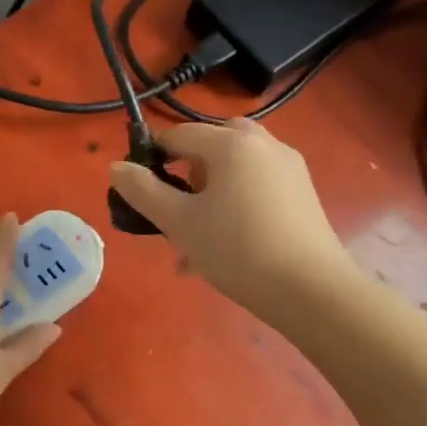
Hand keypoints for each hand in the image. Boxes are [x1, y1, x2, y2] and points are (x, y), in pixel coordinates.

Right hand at [109, 119, 342, 320]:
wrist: (310, 290)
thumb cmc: (236, 249)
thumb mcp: (179, 222)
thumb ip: (143, 191)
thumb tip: (116, 167)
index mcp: (231, 143)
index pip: (179, 135)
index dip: (152, 157)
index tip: (139, 190)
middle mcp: (263, 145)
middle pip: (212, 146)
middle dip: (187, 173)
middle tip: (176, 209)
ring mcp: (288, 169)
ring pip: (235, 171)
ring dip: (209, 195)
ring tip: (194, 242)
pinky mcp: (302, 195)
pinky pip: (256, 188)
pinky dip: (234, 206)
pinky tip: (223, 250)